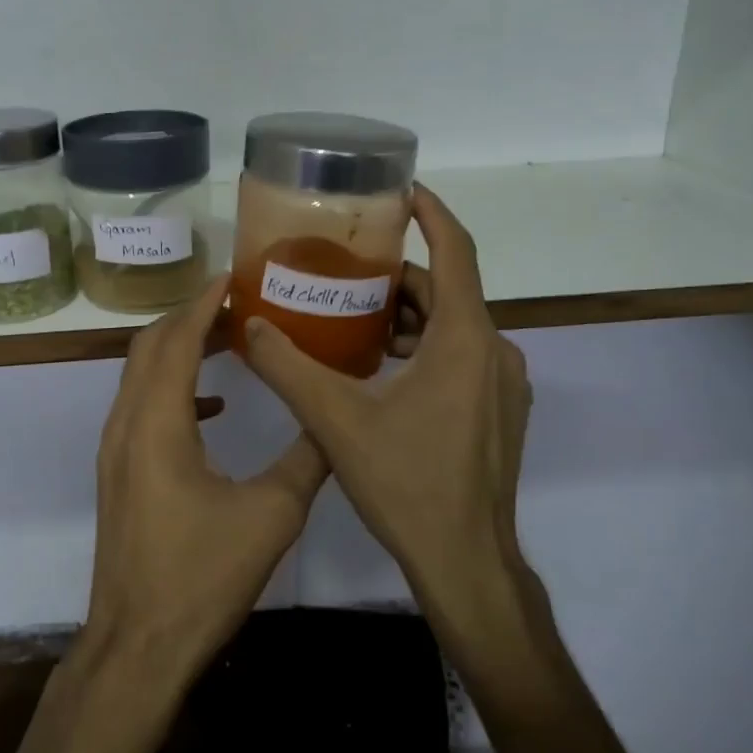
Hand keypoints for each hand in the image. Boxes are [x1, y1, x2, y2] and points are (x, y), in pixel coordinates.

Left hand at [80, 275, 328, 690]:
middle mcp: (126, 423)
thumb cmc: (201, 577)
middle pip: (150, 346)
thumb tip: (332, 420)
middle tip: (239, 305)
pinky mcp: (119, 472)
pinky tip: (214, 406)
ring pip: (141, 375)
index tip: (234, 277)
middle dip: (190, 317)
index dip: (204, 302)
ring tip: (229, 341)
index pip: (176, 339)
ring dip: (179, 350)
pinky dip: (174, 389)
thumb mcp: (271, 515)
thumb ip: (306, 459)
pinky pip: (142, 407)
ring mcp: (116, 449)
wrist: (138, 644)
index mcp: (157, 422)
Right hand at [240, 185, 532, 609]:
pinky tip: (382, 370)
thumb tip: (250, 325)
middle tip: (347, 273)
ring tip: (354, 322)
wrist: (466, 561)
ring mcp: (502, 385)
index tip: (403, 191)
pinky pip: (461, 356)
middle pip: (447, 291)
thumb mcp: (335, 419)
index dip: (432, 215)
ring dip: (409, 317)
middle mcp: (495, 351)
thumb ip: (287, 367)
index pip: (456, 253)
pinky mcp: (499, 412)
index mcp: (465, 339)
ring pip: (454, 326)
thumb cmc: (406, 482)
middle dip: (399, 277)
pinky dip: (425, 347)